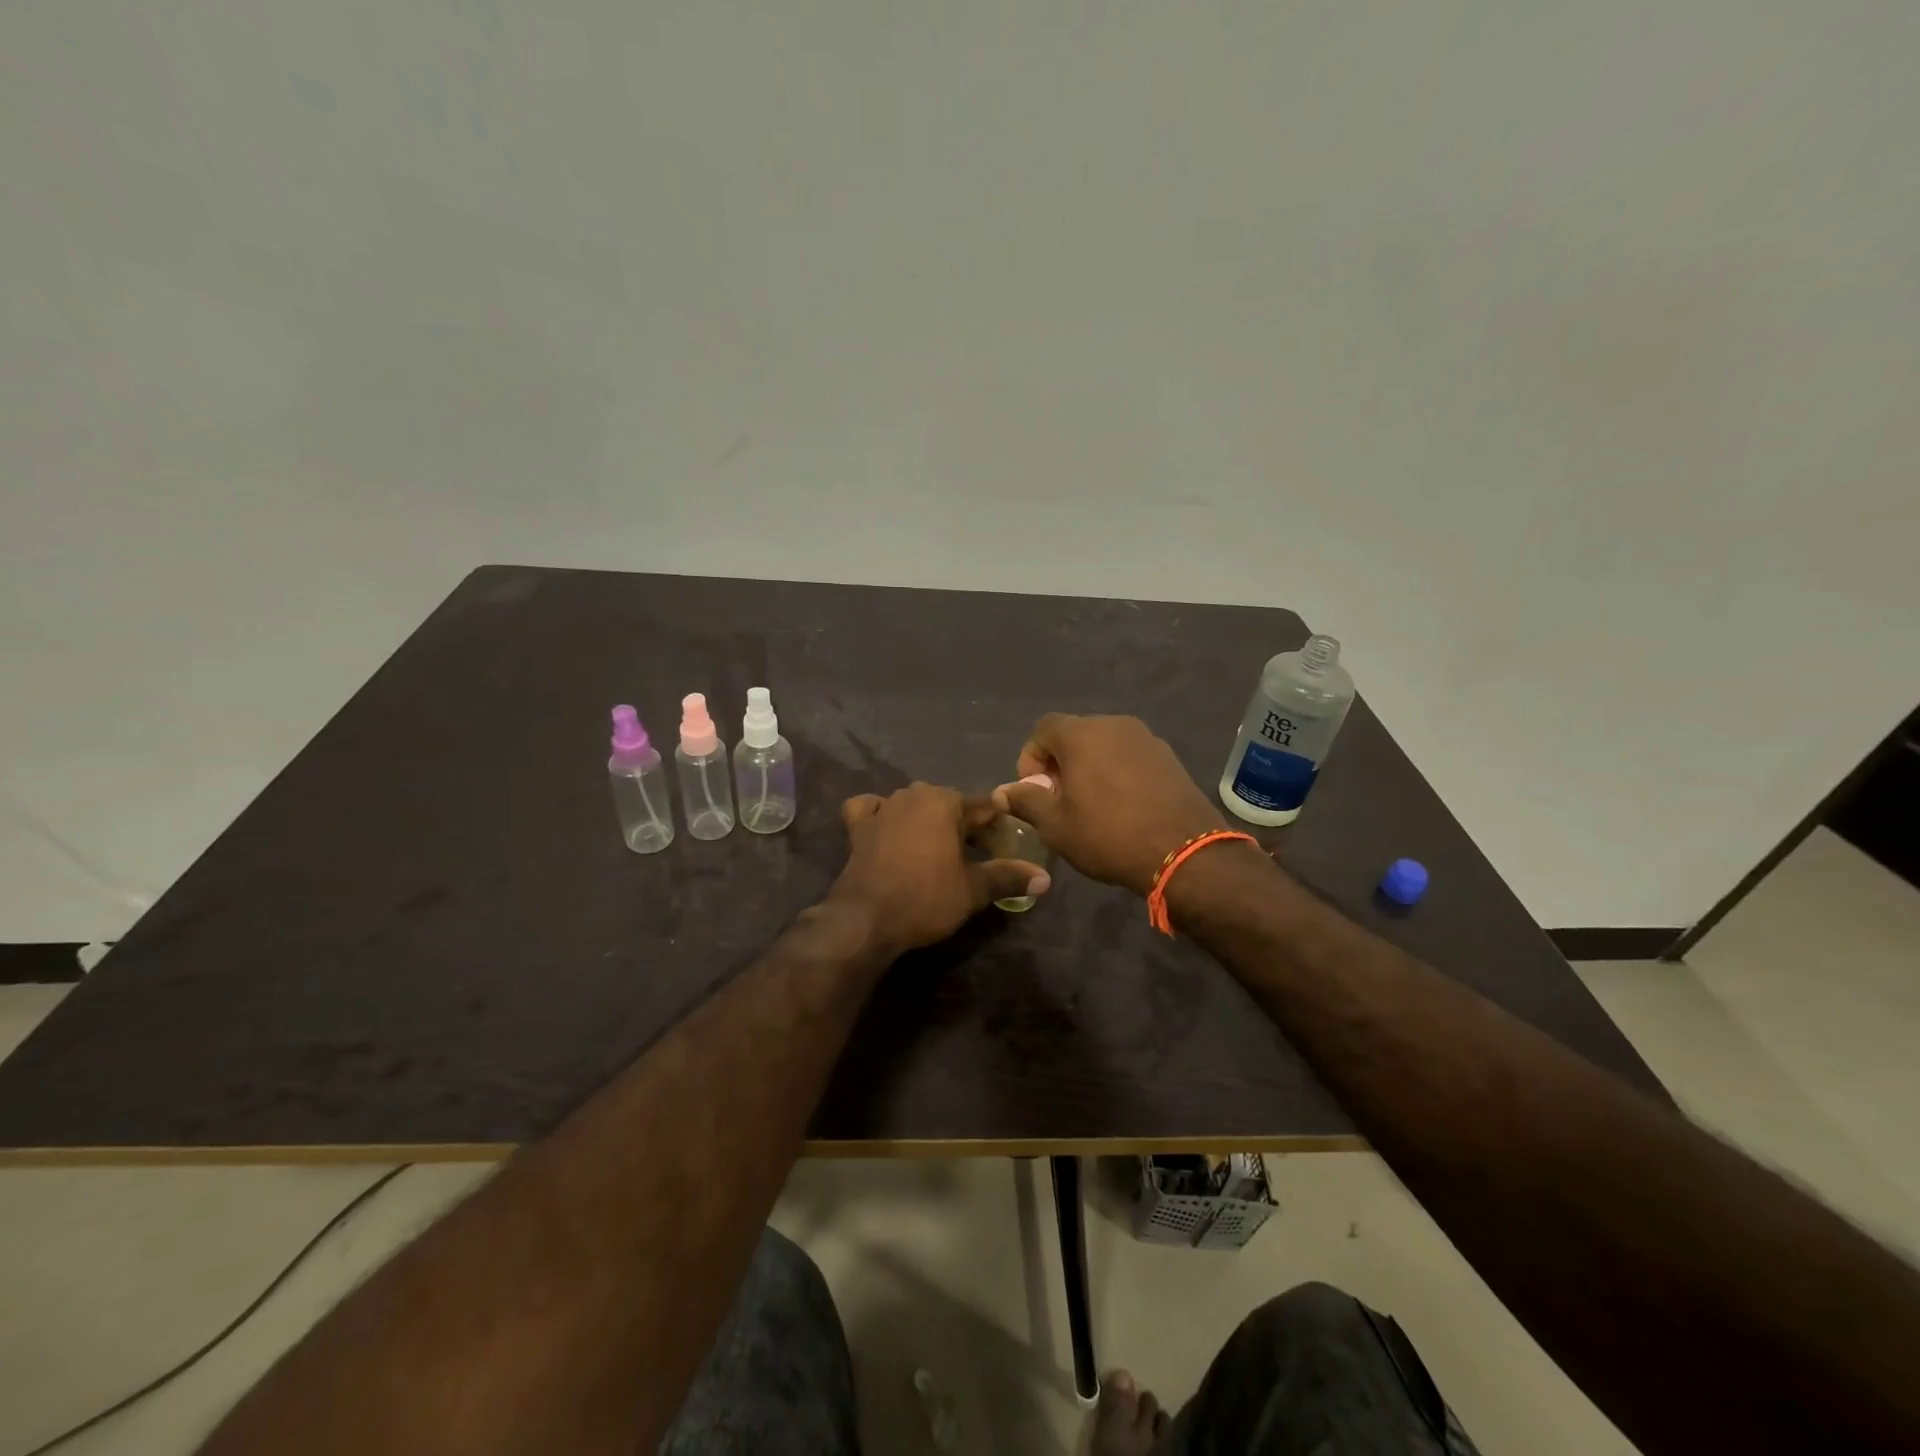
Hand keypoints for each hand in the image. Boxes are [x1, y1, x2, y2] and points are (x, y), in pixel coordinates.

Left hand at [829, 784, 1050, 955]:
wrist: (866, 919)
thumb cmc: (926, 898)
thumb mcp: (974, 890)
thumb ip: (1009, 877)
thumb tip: (1045, 878)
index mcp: (945, 801)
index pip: (984, 807)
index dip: (999, 827)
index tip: (1007, 846)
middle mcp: (913, 794)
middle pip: (950, 805)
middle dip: (964, 825)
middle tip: (977, 856)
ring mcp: (883, 807)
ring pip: (914, 805)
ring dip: (927, 821)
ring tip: (938, 851)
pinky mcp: (857, 826)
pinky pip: (871, 810)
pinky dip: (880, 815)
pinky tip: (886, 828)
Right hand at [994, 714, 1226, 895]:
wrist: (1184, 852)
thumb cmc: (1108, 835)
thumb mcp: (1055, 825)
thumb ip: (1025, 801)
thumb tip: (1002, 791)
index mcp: (1082, 734)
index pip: (1043, 728)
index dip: (1031, 757)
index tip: (1035, 790)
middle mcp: (1114, 724)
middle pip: (1074, 734)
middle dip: (1060, 762)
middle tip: (1060, 800)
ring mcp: (1146, 738)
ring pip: (1104, 744)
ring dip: (1089, 767)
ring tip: (1091, 805)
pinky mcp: (1168, 757)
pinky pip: (1130, 756)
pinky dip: (1117, 772)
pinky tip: (1122, 806)